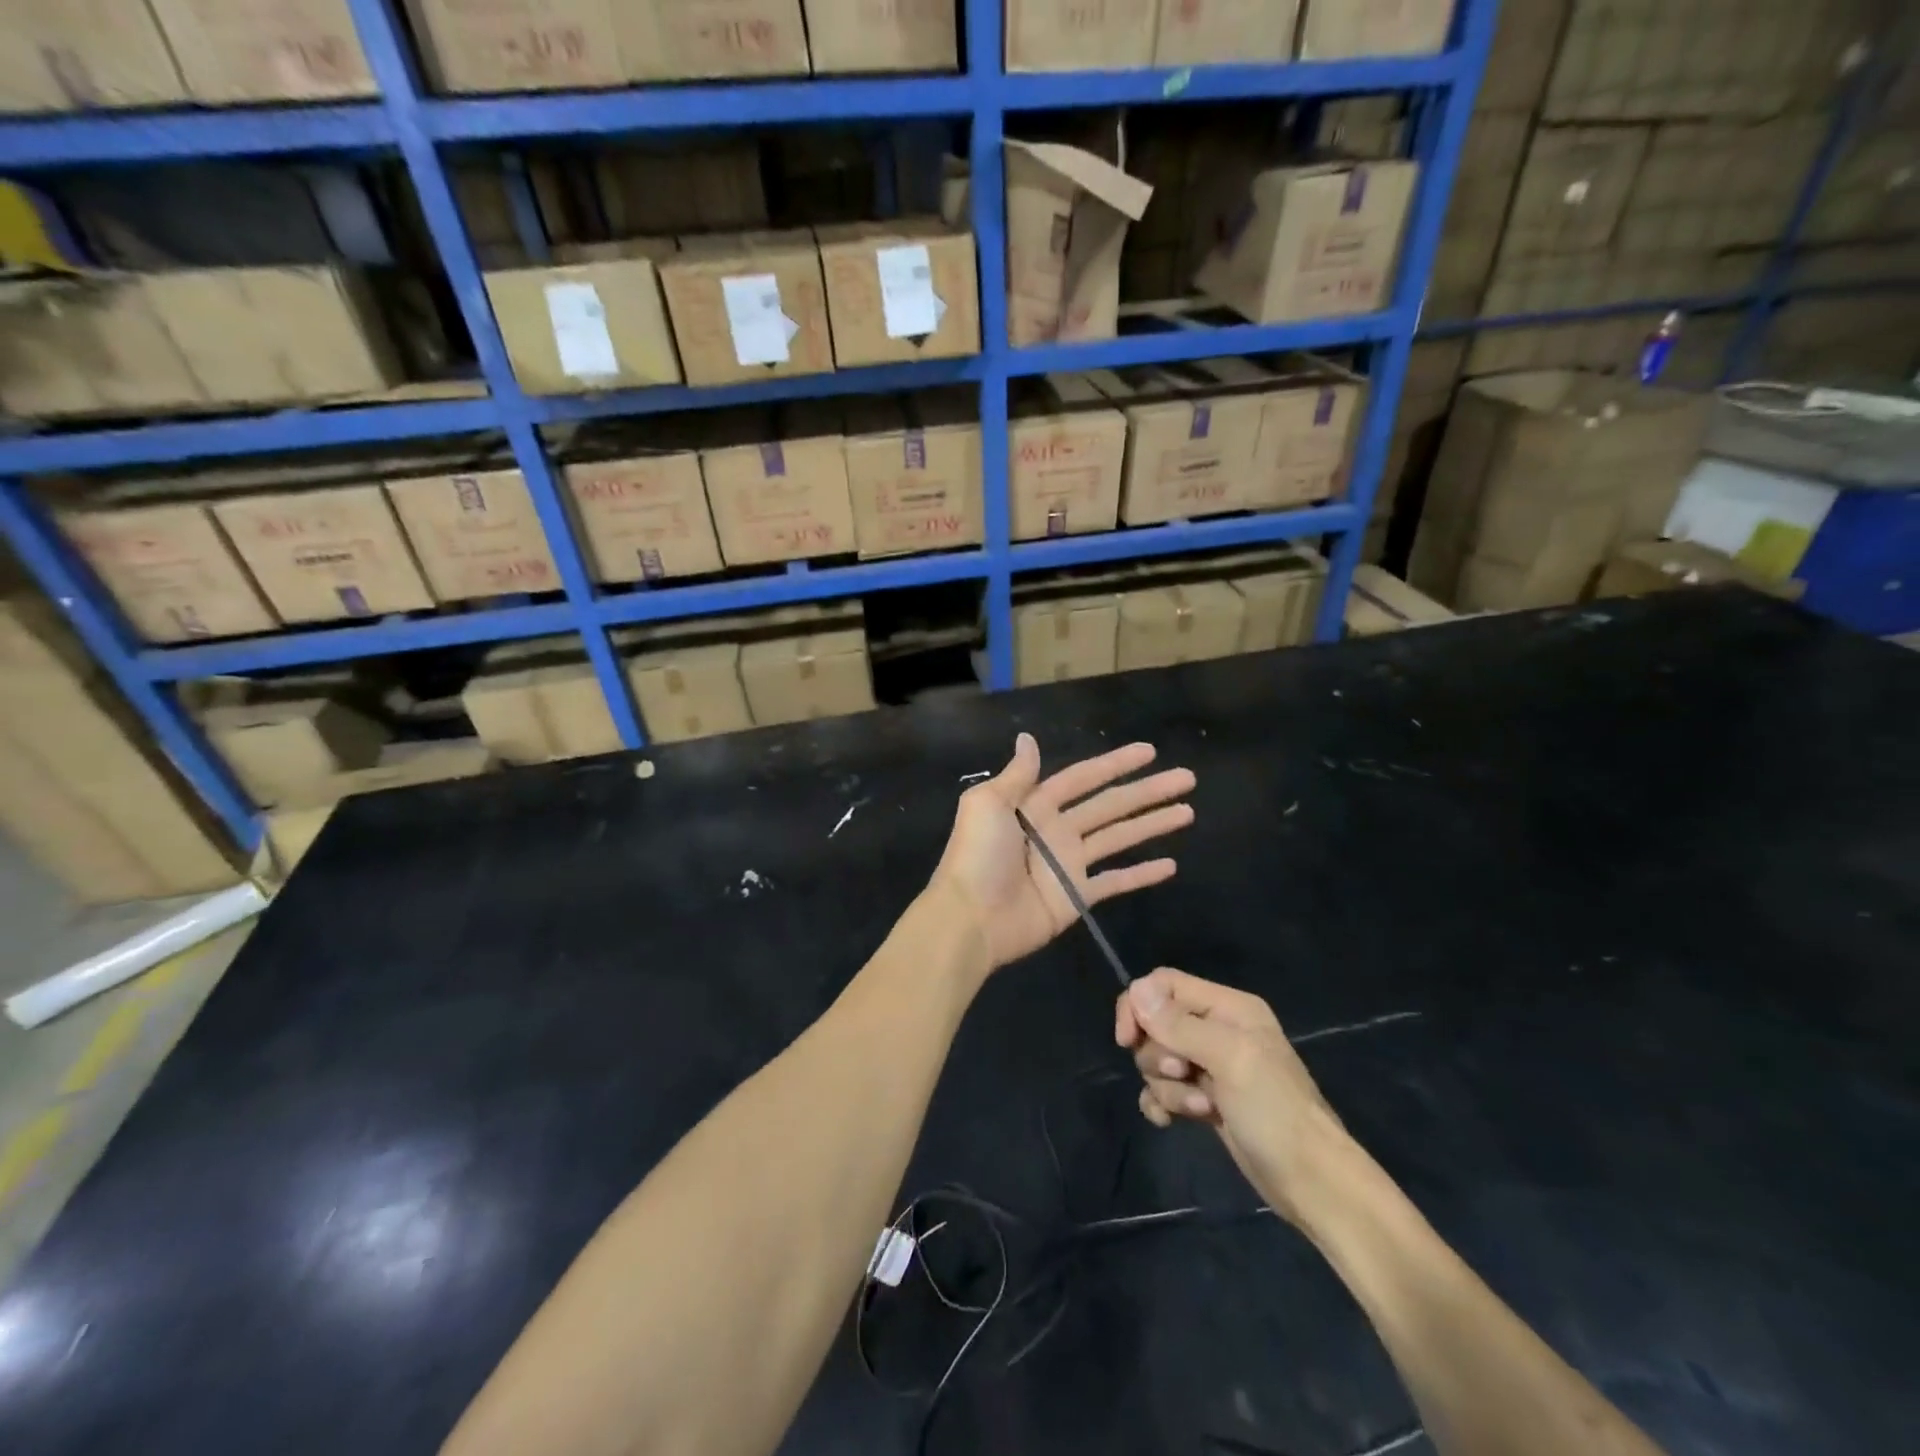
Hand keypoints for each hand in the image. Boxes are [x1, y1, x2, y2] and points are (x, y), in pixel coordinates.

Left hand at [932, 734, 1193, 969]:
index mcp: (1035, 804)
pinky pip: (1114, 881)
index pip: (1083, 778)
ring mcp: (1068, 864)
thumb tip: (1028, 738)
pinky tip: (1170, 864)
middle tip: (1187, 778)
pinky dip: (1140, 874)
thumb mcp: (988, 804)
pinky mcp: (1076, 896)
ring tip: (1187, 812)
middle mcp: (1056, 829)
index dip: (1114, 764)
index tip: (1149, 752)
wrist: (971, 917)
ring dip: (1151, 824)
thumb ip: (1017, 775)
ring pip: (1119, 837)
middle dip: (1147, 790)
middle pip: (1110, 804)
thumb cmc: (978, 855)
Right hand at [1115, 968, 1352, 1229]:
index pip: (1164, 984)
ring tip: (1199, 1108)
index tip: (1127, 1040)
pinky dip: (1162, 1103)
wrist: (1312, 1183)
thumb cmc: (1275, 1111)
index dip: (1139, 1005)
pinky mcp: (1206, 1100)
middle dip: (1158, 1054)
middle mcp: (1218, 1029)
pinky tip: (1170, 1123)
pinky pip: (1164, 1090)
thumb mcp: (1229, 1059)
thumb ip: (1180, 1025)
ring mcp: (1211, 1067)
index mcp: (1228, 1007)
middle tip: (1184, 1075)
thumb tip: (1136, 989)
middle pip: (1156, 1023)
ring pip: (1158, 1060)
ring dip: (1167, 1086)